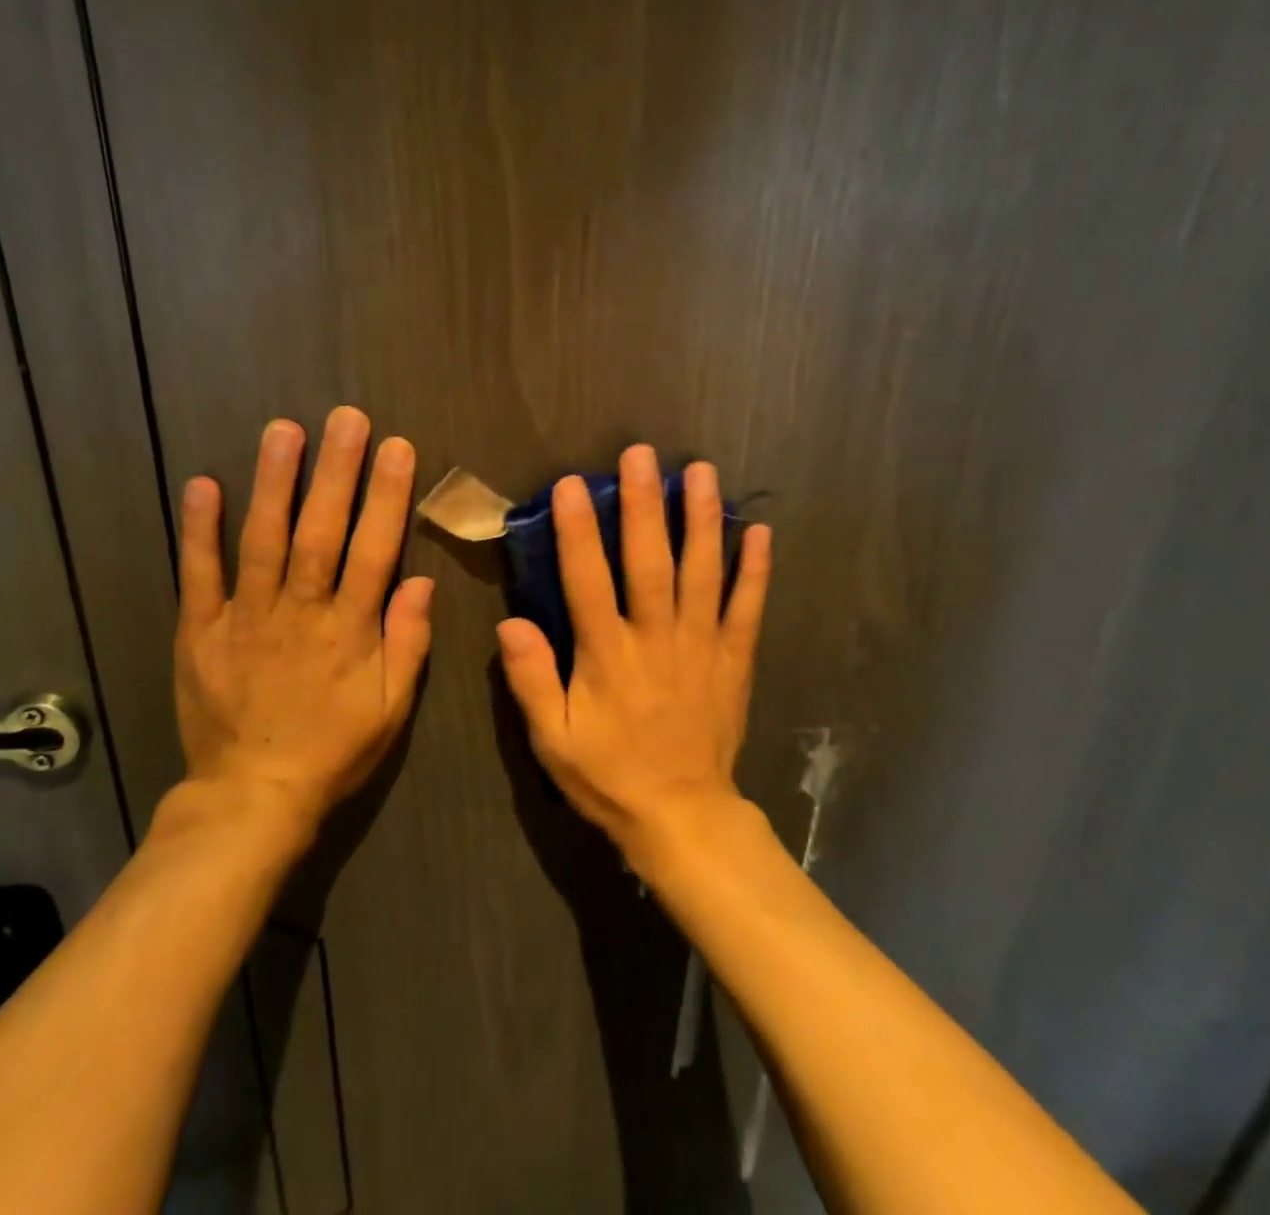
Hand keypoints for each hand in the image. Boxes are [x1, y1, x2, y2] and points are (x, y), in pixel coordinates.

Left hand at [168, 406, 433, 839]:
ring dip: (274, 483)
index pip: (375, 550)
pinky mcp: (201, 630)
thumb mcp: (391, 708)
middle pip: (321, 532)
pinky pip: (199, 575)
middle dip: (336, 471)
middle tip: (346, 417)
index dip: (387, 497)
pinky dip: (199, 530)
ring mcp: (246, 617)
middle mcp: (300, 612)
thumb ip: (409, 643)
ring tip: (284, 430)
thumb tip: (423, 581)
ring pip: (263, 540)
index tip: (396, 448)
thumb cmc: (333, 750)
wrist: (253, 796)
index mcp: (350, 630)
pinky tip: (203, 484)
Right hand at [495, 446, 770, 856]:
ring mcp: (701, 644)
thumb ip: (531, 679)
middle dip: (645, 504)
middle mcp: (656, 638)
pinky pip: (747, 607)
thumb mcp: (552, 739)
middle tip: (642, 454)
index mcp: (608, 655)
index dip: (578, 530)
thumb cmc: (609, 775)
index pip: (588, 580)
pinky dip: (755, 569)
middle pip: (651, 561)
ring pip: (703, 572)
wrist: (682, 815)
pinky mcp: (734, 658)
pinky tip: (760, 530)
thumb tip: (510, 623)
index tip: (572, 484)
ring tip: (702, 471)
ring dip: (702, 519)